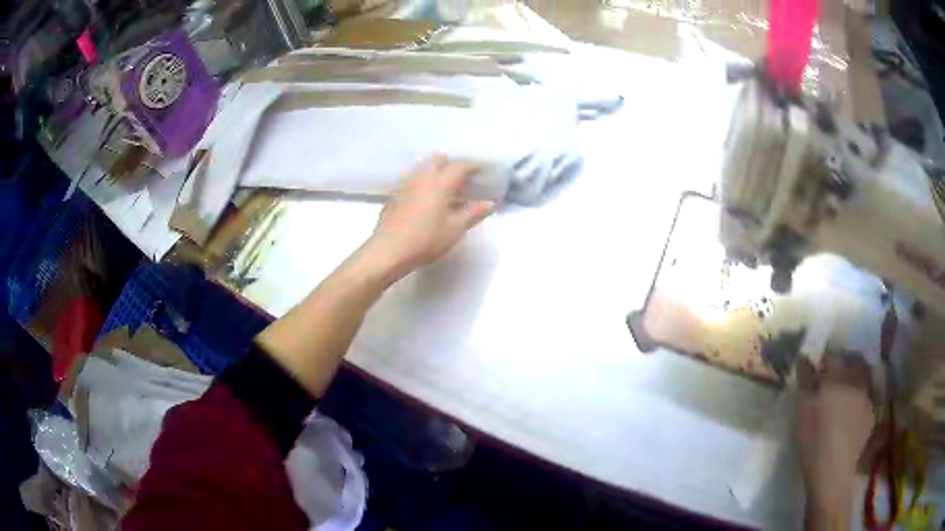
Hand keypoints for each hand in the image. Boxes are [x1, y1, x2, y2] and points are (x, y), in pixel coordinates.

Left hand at [364, 155, 496, 280]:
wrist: (388, 251)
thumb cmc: (425, 240)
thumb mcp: (454, 230)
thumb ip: (473, 214)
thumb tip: (491, 203)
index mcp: (440, 184)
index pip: (459, 167)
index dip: (473, 167)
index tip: (482, 172)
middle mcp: (422, 178)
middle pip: (438, 160)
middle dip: (451, 165)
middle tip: (460, 180)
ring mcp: (405, 185)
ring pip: (422, 168)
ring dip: (434, 172)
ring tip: (443, 188)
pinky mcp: (394, 196)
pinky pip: (411, 180)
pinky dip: (421, 183)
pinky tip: (424, 199)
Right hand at [797, 355, 874, 529]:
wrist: (832, 472)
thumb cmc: (814, 440)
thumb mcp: (803, 410)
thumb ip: (806, 381)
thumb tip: (804, 357)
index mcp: (839, 377)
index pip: (832, 359)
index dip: (823, 365)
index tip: (816, 375)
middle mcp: (857, 381)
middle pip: (850, 368)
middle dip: (841, 374)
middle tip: (830, 389)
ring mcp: (867, 398)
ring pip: (860, 385)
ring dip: (851, 389)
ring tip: (841, 407)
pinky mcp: (871, 417)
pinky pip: (864, 403)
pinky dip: (857, 407)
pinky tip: (849, 423)